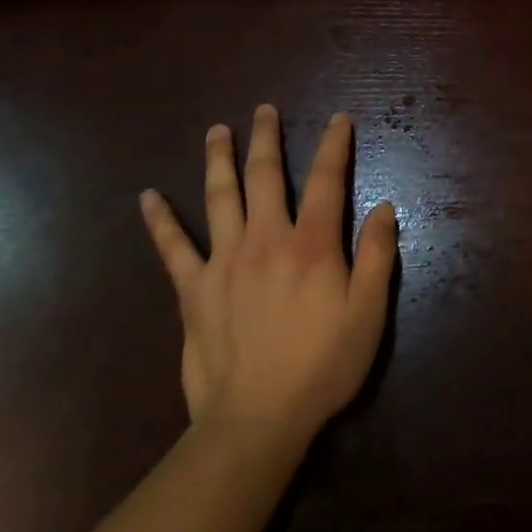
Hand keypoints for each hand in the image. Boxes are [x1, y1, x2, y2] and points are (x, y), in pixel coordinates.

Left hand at [140, 106, 397, 451]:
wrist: (256, 421)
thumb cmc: (321, 366)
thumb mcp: (368, 314)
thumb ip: (377, 256)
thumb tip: (383, 206)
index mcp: (311, 244)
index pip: (326, 181)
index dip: (334, 146)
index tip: (338, 119)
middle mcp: (266, 239)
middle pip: (265, 176)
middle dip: (266, 138)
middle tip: (264, 109)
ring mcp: (224, 261)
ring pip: (219, 197)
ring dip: (219, 159)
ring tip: (217, 131)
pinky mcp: (193, 290)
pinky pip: (173, 248)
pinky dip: (160, 221)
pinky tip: (147, 197)